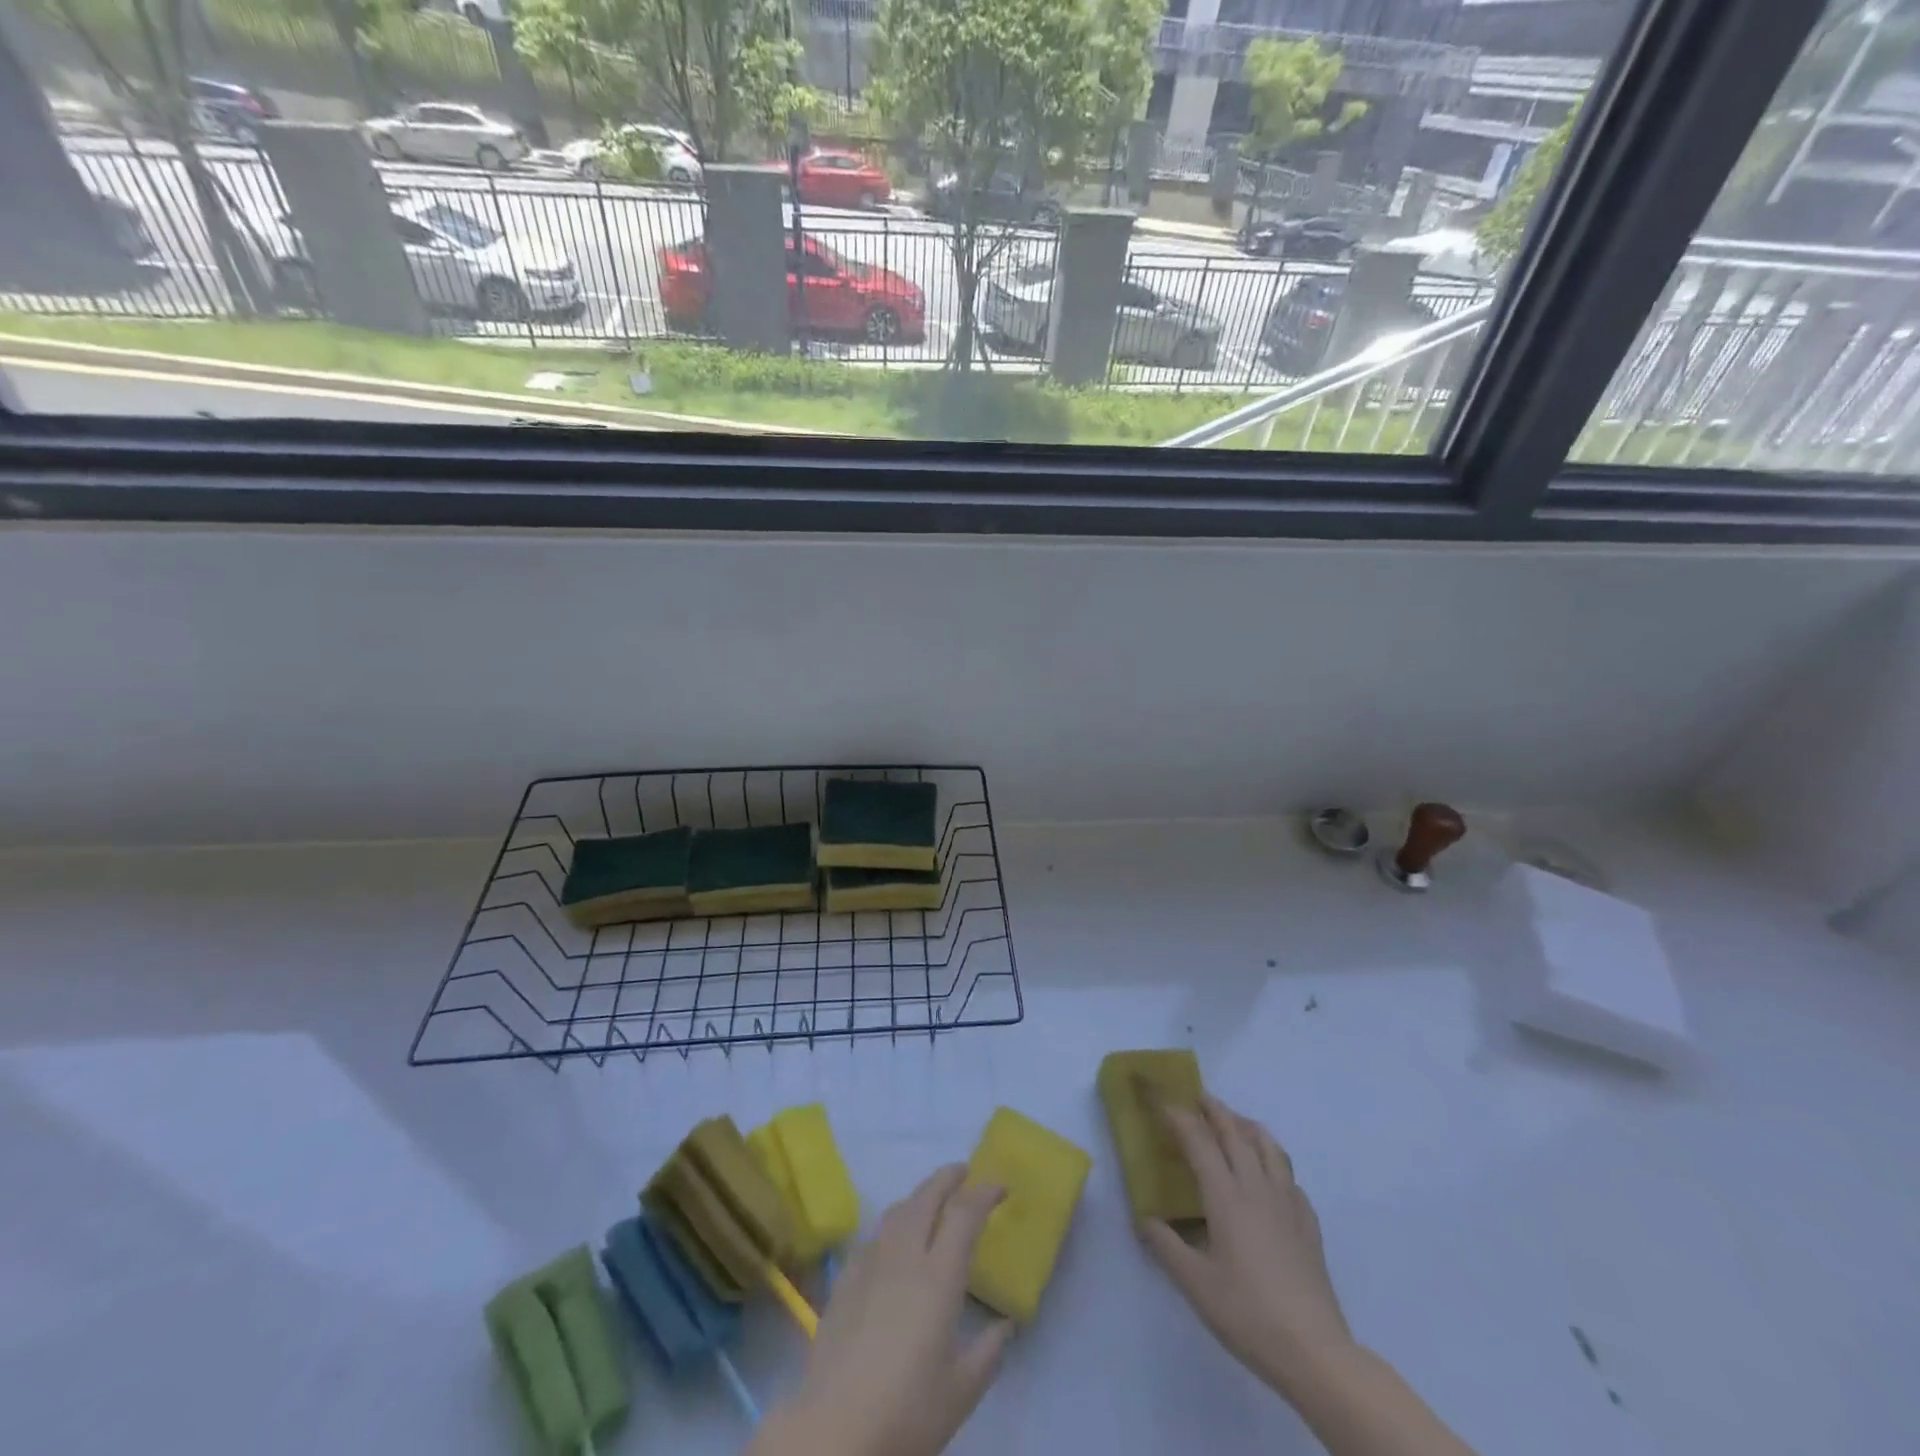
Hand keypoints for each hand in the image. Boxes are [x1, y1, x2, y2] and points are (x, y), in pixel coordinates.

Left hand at [751, 1165, 1012, 1455]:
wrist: (836, 1430)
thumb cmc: (908, 1411)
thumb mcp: (961, 1391)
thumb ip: (988, 1352)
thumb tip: (1004, 1325)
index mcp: (939, 1276)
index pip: (964, 1215)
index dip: (984, 1194)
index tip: (999, 1186)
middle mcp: (905, 1256)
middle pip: (926, 1197)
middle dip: (947, 1178)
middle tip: (964, 1172)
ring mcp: (870, 1265)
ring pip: (896, 1211)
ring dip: (918, 1197)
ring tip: (930, 1200)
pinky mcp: (844, 1281)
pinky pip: (872, 1237)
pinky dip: (890, 1226)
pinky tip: (890, 1242)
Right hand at [1139, 1095, 1352, 1398]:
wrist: (1314, 1352)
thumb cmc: (1248, 1313)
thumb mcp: (1195, 1284)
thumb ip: (1165, 1246)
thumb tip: (1143, 1218)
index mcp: (1226, 1196)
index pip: (1197, 1139)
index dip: (1176, 1113)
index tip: (1159, 1096)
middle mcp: (1256, 1187)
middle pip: (1234, 1132)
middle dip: (1213, 1109)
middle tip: (1195, 1096)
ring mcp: (1287, 1203)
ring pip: (1267, 1146)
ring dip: (1245, 1125)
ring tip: (1233, 1121)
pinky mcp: (1308, 1223)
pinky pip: (1288, 1175)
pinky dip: (1272, 1159)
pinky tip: (1268, 1175)